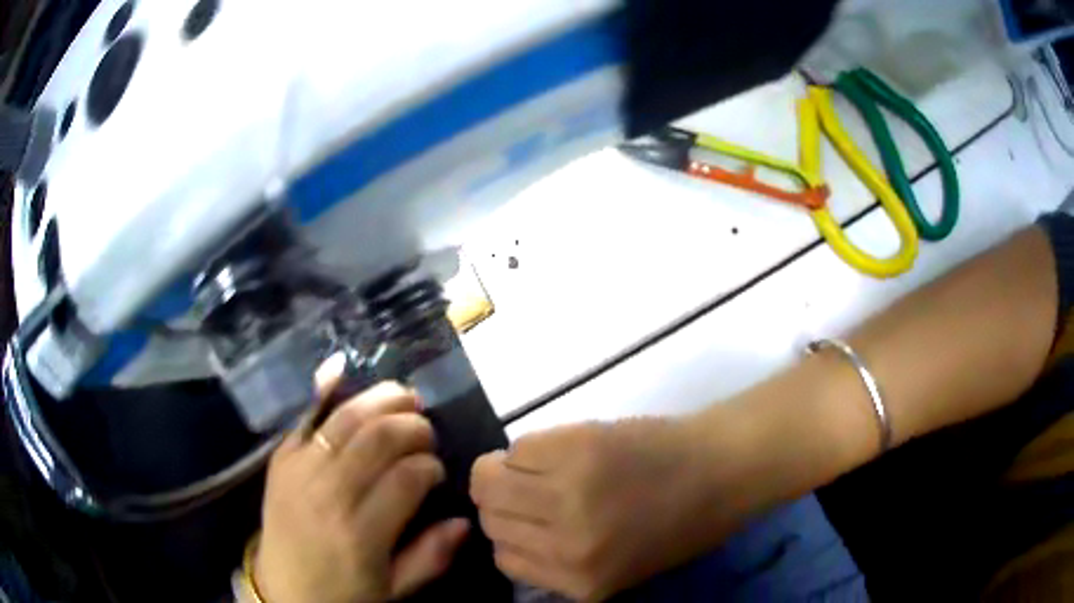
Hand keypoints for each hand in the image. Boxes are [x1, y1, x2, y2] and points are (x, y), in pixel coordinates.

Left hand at [255, 374, 468, 602]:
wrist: (281, 592)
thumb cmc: (341, 594)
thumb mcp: (393, 590)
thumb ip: (431, 557)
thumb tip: (465, 520)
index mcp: (362, 534)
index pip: (407, 478)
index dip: (431, 466)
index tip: (438, 471)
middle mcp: (329, 495)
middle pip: (378, 439)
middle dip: (412, 426)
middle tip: (426, 431)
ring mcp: (299, 472)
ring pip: (344, 420)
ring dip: (379, 400)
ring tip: (404, 396)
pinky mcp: (280, 460)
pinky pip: (303, 418)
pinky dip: (323, 390)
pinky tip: (341, 368)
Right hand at [471, 417, 754, 600]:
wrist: (723, 468)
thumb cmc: (681, 521)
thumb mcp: (618, 569)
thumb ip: (561, 563)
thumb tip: (511, 535)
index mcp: (581, 582)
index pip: (503, 557)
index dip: (509, 532)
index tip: (522, 517)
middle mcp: (566, 547)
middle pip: (490, 518)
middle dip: (500, 501)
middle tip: (526, 486)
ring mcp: (569, 495)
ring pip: (489, 479)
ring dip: (504, 470)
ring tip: (535, 464)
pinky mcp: (576, 447)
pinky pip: (518, 447)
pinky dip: (528, 447)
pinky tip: (556, 449)